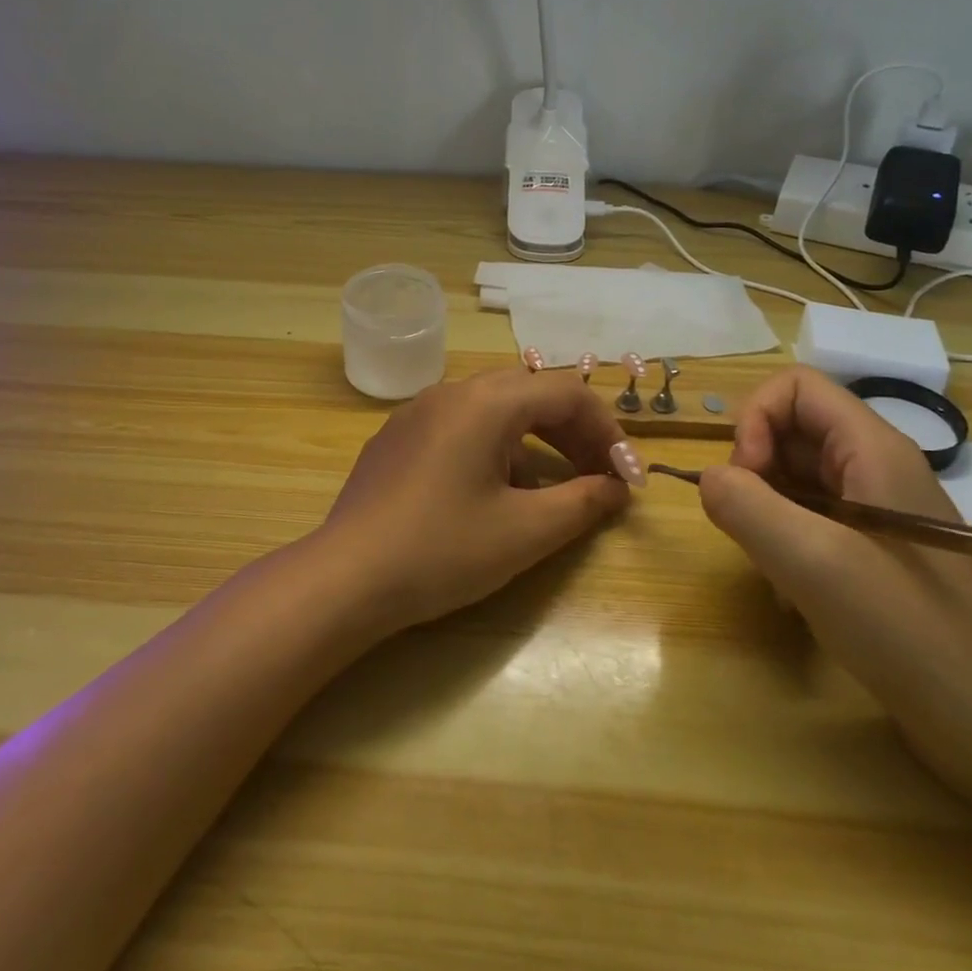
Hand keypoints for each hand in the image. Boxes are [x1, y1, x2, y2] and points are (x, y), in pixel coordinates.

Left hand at [308, 368, 635, 634]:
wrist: (345, 578)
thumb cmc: (441, 551)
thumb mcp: (524, 532)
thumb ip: (581, 503)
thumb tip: (617, 489)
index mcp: (485, 402)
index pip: (565, 393)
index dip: (606, 431)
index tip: (626, 477)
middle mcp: (450, 392)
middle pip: (529, 394)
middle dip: (572, 433)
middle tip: (598, 477)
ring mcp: (417, 412)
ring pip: (493, 408)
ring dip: (533, 440)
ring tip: (549, 490)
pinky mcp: (396, 437)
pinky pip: (459, 426)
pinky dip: (493, 447)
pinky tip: (490, 494)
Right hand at [698, 366, 971, 810]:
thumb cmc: (910, 633)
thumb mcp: (814, 563)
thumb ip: (746, 506)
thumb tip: (708, 479)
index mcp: (872, 449)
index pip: (793, 387)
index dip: (754, 421)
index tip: (745, 481)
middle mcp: (875, 467)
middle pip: (790, 431)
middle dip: (754, 472)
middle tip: (753, 530)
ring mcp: (876, 511)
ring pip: (794, 478)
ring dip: (766, 514)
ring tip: (773, 569)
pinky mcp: (874, 551)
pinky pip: (810, 520)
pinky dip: (785, 545)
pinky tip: (792, 594)